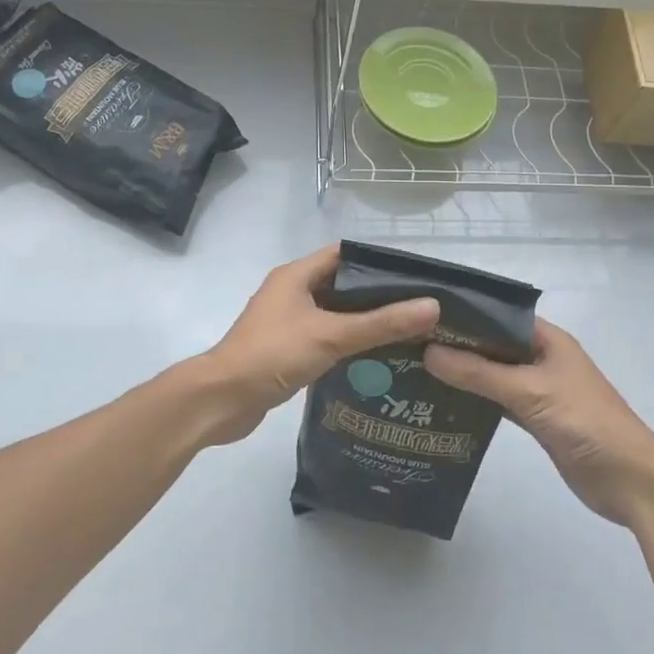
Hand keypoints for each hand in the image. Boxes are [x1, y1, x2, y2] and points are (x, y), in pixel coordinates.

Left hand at [195, 245, 438, 444]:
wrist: (222, 400)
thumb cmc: (273, 354)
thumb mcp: (331, 335)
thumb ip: (381, 323)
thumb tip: (432, 306)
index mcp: (296, 275)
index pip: (345, 254)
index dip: (379, 262)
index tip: (415, 277)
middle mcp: (291, 291)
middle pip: (342, 284)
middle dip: (377, 295)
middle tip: (418, 308)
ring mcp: (287, 321)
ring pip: (334, 313)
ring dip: (363, 321)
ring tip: (406, 333)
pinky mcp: (286, 348)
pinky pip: (324, 337)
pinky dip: (347, 343)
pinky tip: (375, 358)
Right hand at [426, 318, 653, 525]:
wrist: (631, 481)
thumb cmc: (586, 423)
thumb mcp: (529, 392)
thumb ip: (479, 373)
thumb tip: (428, 353)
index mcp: (547, 339)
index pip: (498, 316)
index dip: (463, 314)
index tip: (422, 316)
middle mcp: (541, 358)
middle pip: (493, 345)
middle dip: (457, 345)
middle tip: (408, 344)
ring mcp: (539, 390)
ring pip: (493, 374)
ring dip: (463, 374)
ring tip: (416, 370)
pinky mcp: (536, 419)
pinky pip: (498, 402)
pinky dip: (475, 402)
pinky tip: (443, 403)